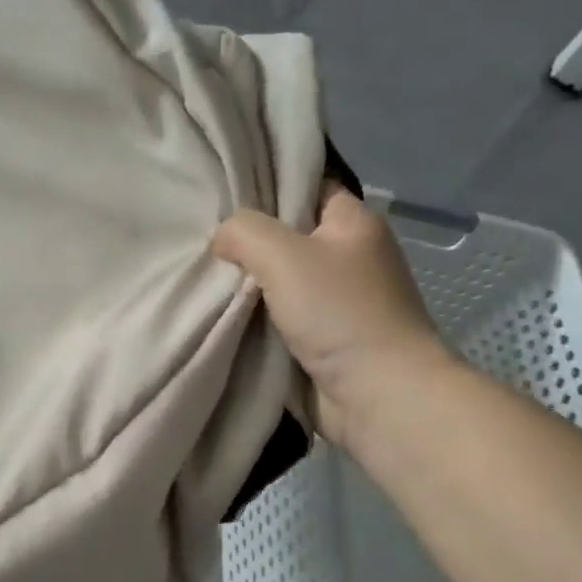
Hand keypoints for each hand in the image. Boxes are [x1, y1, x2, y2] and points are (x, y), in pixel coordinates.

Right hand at [212, 189, 451, 452]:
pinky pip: (281, 318)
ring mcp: (338, 301)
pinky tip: (221, 312)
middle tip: (203, 239)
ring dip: (248, 285)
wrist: (378, 395)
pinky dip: (256, 318)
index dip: (267, 187)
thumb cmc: (339, 313)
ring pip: (280, 280)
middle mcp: (349, 257)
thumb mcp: (284, 255)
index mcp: (354, 223)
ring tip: (203, 275)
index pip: (307, 187)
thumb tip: (222, 238)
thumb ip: (244, 232)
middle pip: (288, 236)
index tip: (222, 193)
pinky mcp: (325, 339)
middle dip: (248, 241)